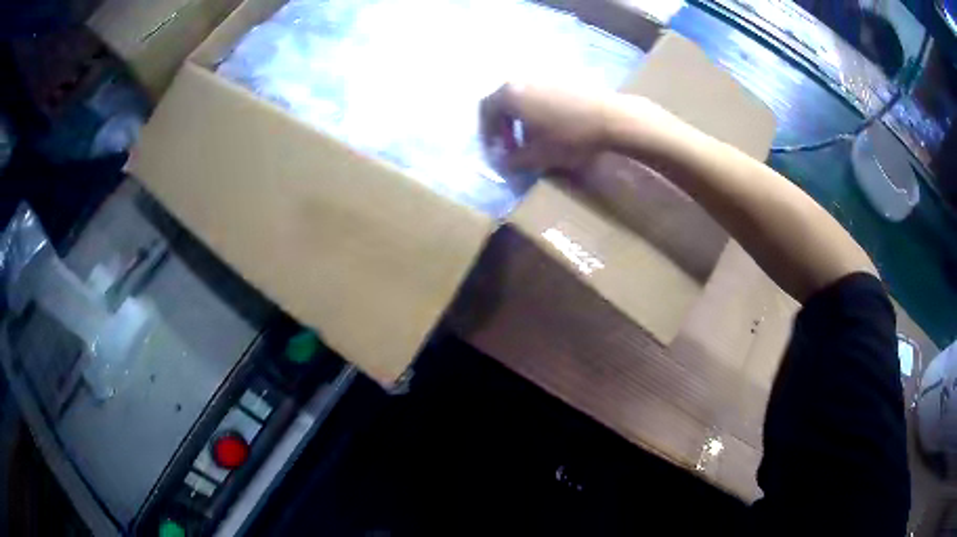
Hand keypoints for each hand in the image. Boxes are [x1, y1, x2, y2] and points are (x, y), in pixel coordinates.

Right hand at [480, 82, 618, 173]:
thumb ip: (512, 160)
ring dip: (521, 118)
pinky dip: (538, 110)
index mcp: (510, 94)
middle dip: (503, 126)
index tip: (494, 151)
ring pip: (523, 97)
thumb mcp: (537, 155)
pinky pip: (541, 94)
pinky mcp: (563, 79)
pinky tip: (551, 127)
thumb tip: (502, 163)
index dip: (486, 133)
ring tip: (532, 139)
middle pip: (503, 101)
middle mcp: (522, 80)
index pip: (486, 110)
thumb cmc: (568, 136)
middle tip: (511, 146)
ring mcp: (544, 76)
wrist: (611, 119)